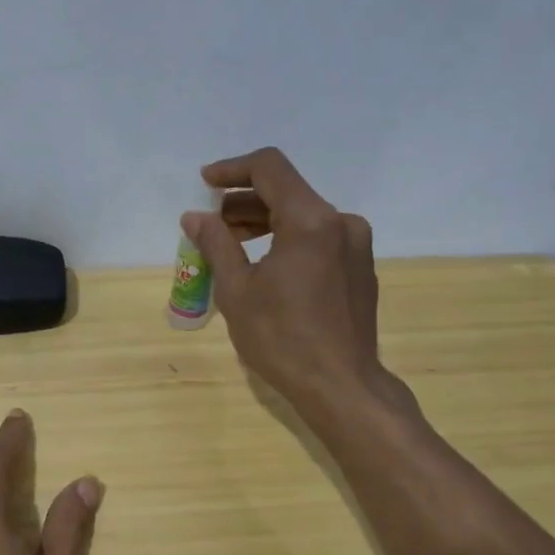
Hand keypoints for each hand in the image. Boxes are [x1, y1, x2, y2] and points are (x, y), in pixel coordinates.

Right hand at [181, 147, 405, 419]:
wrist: (341, 386)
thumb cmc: (282, 338)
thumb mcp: (237, 290)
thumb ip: (216, 244)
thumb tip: (194, 217)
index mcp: (311, 220)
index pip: (269, 168)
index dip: (232, 169)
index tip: (205, 183)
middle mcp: (341, 222)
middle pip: (287, 192)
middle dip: (244, 202)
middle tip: (211, 225)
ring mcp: (356, 246)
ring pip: (303, 216)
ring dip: (264, 222)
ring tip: (231, 246)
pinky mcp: (359, 268)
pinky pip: (318, 239)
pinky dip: (287, 241)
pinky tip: (265, 266)